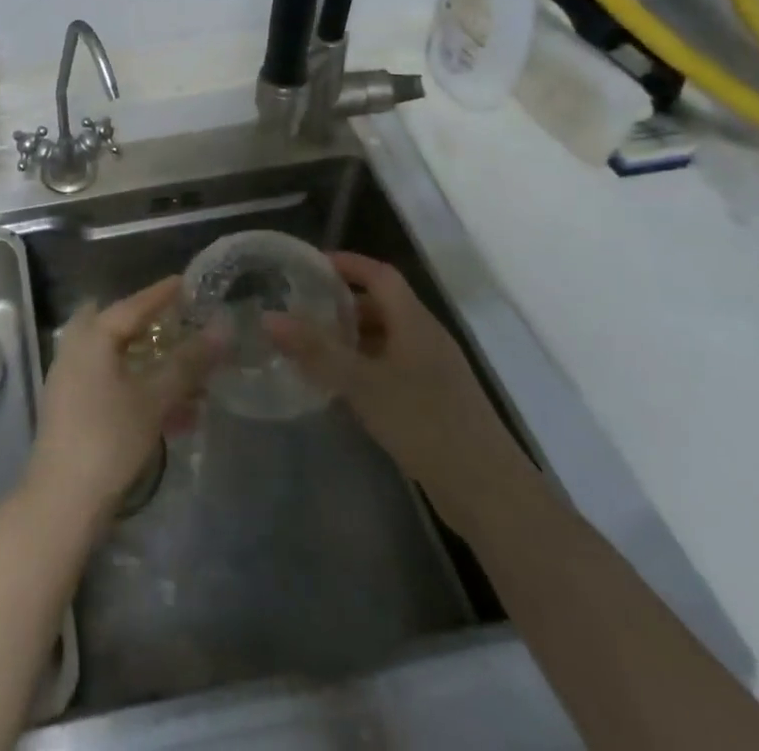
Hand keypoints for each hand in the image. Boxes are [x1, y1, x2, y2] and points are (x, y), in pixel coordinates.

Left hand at [26, 277, 212, 521]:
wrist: (62, 500)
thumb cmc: (108, 438)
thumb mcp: (154, 398)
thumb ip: (188, 362)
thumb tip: (222, 327)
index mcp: (92, 337)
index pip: (133, 305)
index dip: (163, 294)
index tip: (189, 283)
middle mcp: (76, 349)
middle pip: (118, 326)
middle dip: (151, 326)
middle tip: (181, 326)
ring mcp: (70, 380)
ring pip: (117, 358)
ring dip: (151, 364)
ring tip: (190, 379)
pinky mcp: (73, 409)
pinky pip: (111, 385)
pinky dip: (140, 388)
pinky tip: (173, 414)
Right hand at [264, 251, 526, 526]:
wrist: (490, 494)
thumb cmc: (426, 424)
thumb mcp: (363, 384)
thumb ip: (316, 351)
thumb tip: (268, 316)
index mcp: (415, 322)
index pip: (380, 274)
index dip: (347, 263)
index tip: (309, 264)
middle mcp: (426, 338)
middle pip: (382, 305)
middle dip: (342, 303)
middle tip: (301, 308)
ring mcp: (433, 372)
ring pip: (386, 338)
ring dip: (351, 337)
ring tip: (311, 346)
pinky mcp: (434, 402)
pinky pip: (392, 367)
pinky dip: (364, 365)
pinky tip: (341, 386)